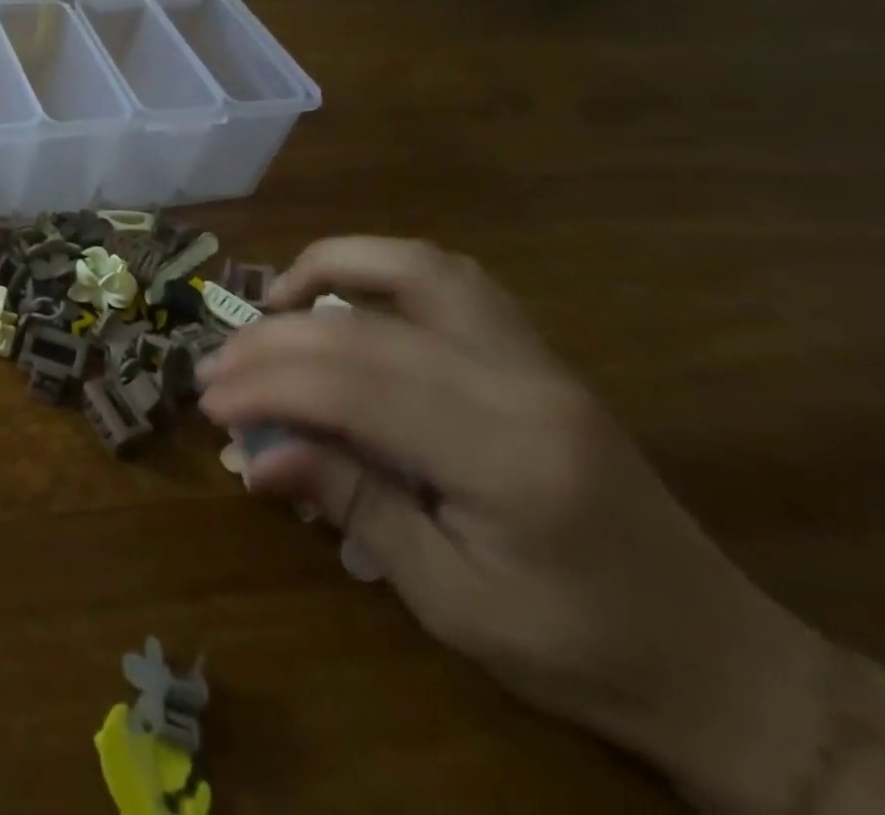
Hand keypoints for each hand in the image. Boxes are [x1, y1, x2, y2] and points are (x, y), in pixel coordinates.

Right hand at [196, 237, 829, 813]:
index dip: (265, 386)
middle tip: (214, 366)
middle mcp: (520, 384)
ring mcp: (535, 357)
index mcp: (506, 457)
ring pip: (414, 268)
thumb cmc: (582, 650)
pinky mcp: (535, 351)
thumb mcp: (454, 603)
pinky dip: (378, 269)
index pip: (352, 387)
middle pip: (363, 328)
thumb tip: (257, 455)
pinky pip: (449, 278)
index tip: (209, 402)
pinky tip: (340, 297)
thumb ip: (354, 507)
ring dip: (326, 269)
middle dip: (271, 342)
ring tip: (271, 302)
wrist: (721, 661)